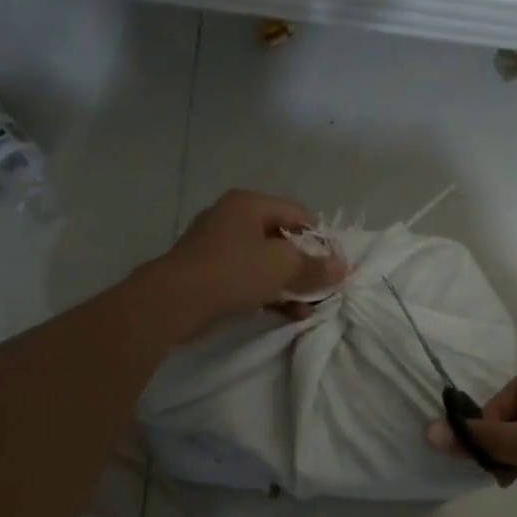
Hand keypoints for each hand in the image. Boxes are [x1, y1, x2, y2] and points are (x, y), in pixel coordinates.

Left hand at [145, 189, 346, 332]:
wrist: (174, 301)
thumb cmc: (232, 271)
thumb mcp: (282, 266)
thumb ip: (315, 266)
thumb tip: (343, 267)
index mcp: (249, 203)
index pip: (299, 214)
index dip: (322, 240)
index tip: (335, 267)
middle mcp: (233, 217)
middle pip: (282, 238)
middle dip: (305, 266)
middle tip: (324, 289)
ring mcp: (218, 245)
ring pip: (265, 261)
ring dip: (289, 284)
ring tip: (308, 308)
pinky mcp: (209, 272)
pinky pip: (248, 278)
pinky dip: (268, 292)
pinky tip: (287, 314)